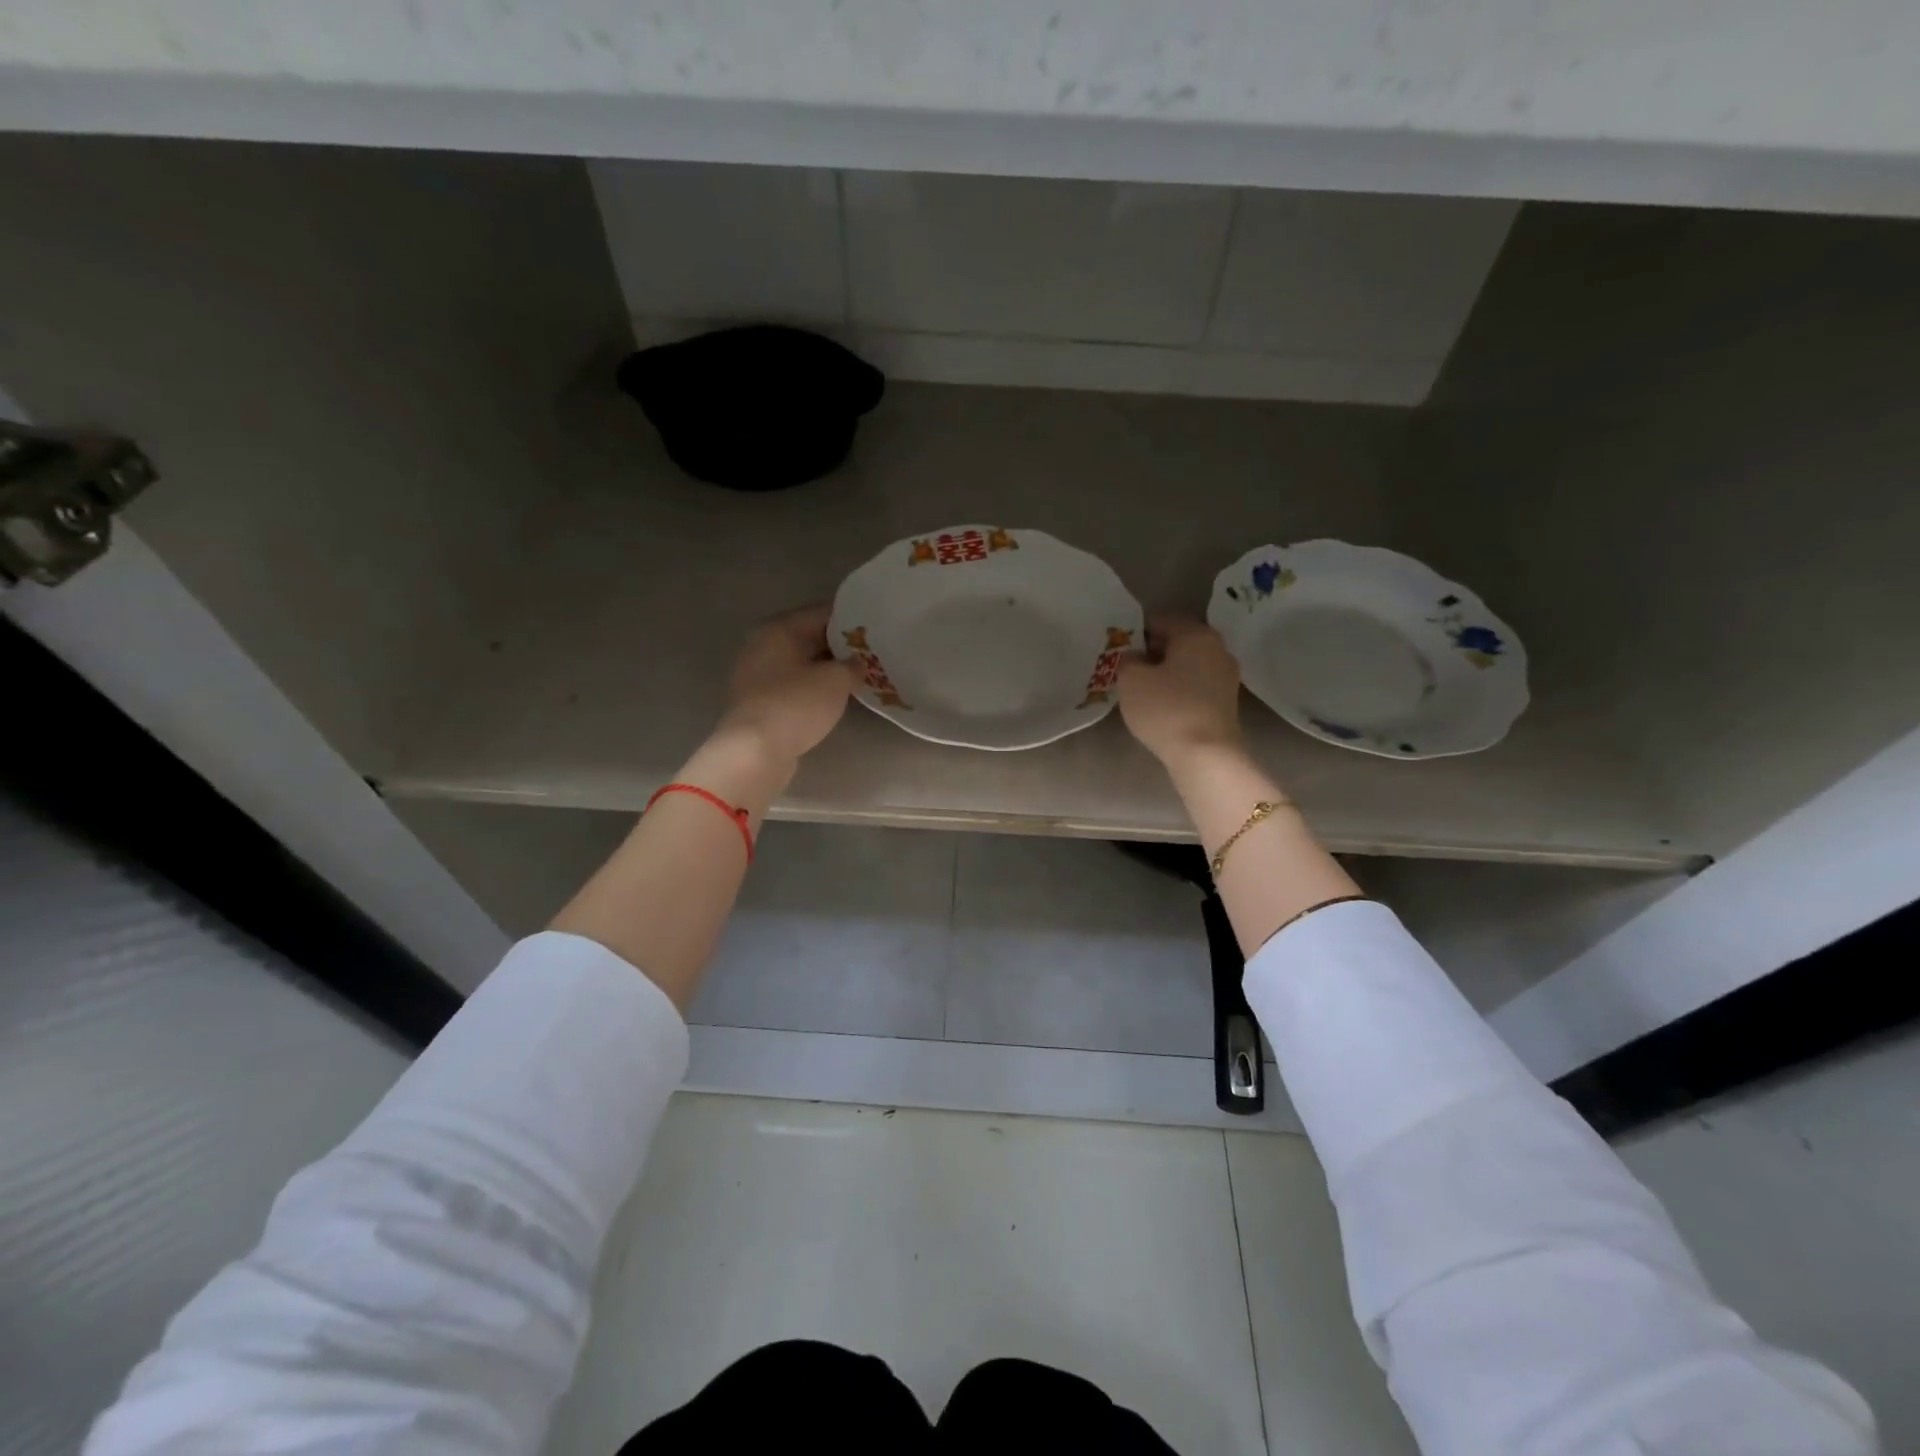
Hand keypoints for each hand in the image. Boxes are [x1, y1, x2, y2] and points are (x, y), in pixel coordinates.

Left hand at [712, 603, 857, 773]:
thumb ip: (852, 665)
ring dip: (827, 668)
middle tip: (872, 654)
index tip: (875, 628)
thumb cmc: (796, 704)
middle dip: (840, 646)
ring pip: (801, 663)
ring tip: (859, 675)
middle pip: (809, 637)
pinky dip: (813, 687)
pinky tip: (835, 697)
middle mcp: (763, 645)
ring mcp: (757, 675)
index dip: (851, 620)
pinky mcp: (759, 702)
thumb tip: (857, 663)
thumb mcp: (836, 680)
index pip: (821, 613)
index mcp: (779, 629)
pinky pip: (793, 685)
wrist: (755, 751)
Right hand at [1117, 615, 1244, 766]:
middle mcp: (1217, 648)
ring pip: (1188, 664)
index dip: (1135, 633)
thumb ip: (1128, 659)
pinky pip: (1197, 685)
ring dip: (1167, 672)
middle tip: (1129, 670)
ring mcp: (1227, 675)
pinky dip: (1180, 690)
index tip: (1119, 651)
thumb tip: (1136, 657)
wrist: (1206, 755)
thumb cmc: (1166, 709)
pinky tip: (1163, 706)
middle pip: (1178, 641)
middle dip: (1153, 652)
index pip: (1160, 620)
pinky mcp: (1227, 701)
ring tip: (1143, 690)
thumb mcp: (1130, 679)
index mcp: (1196, 633)